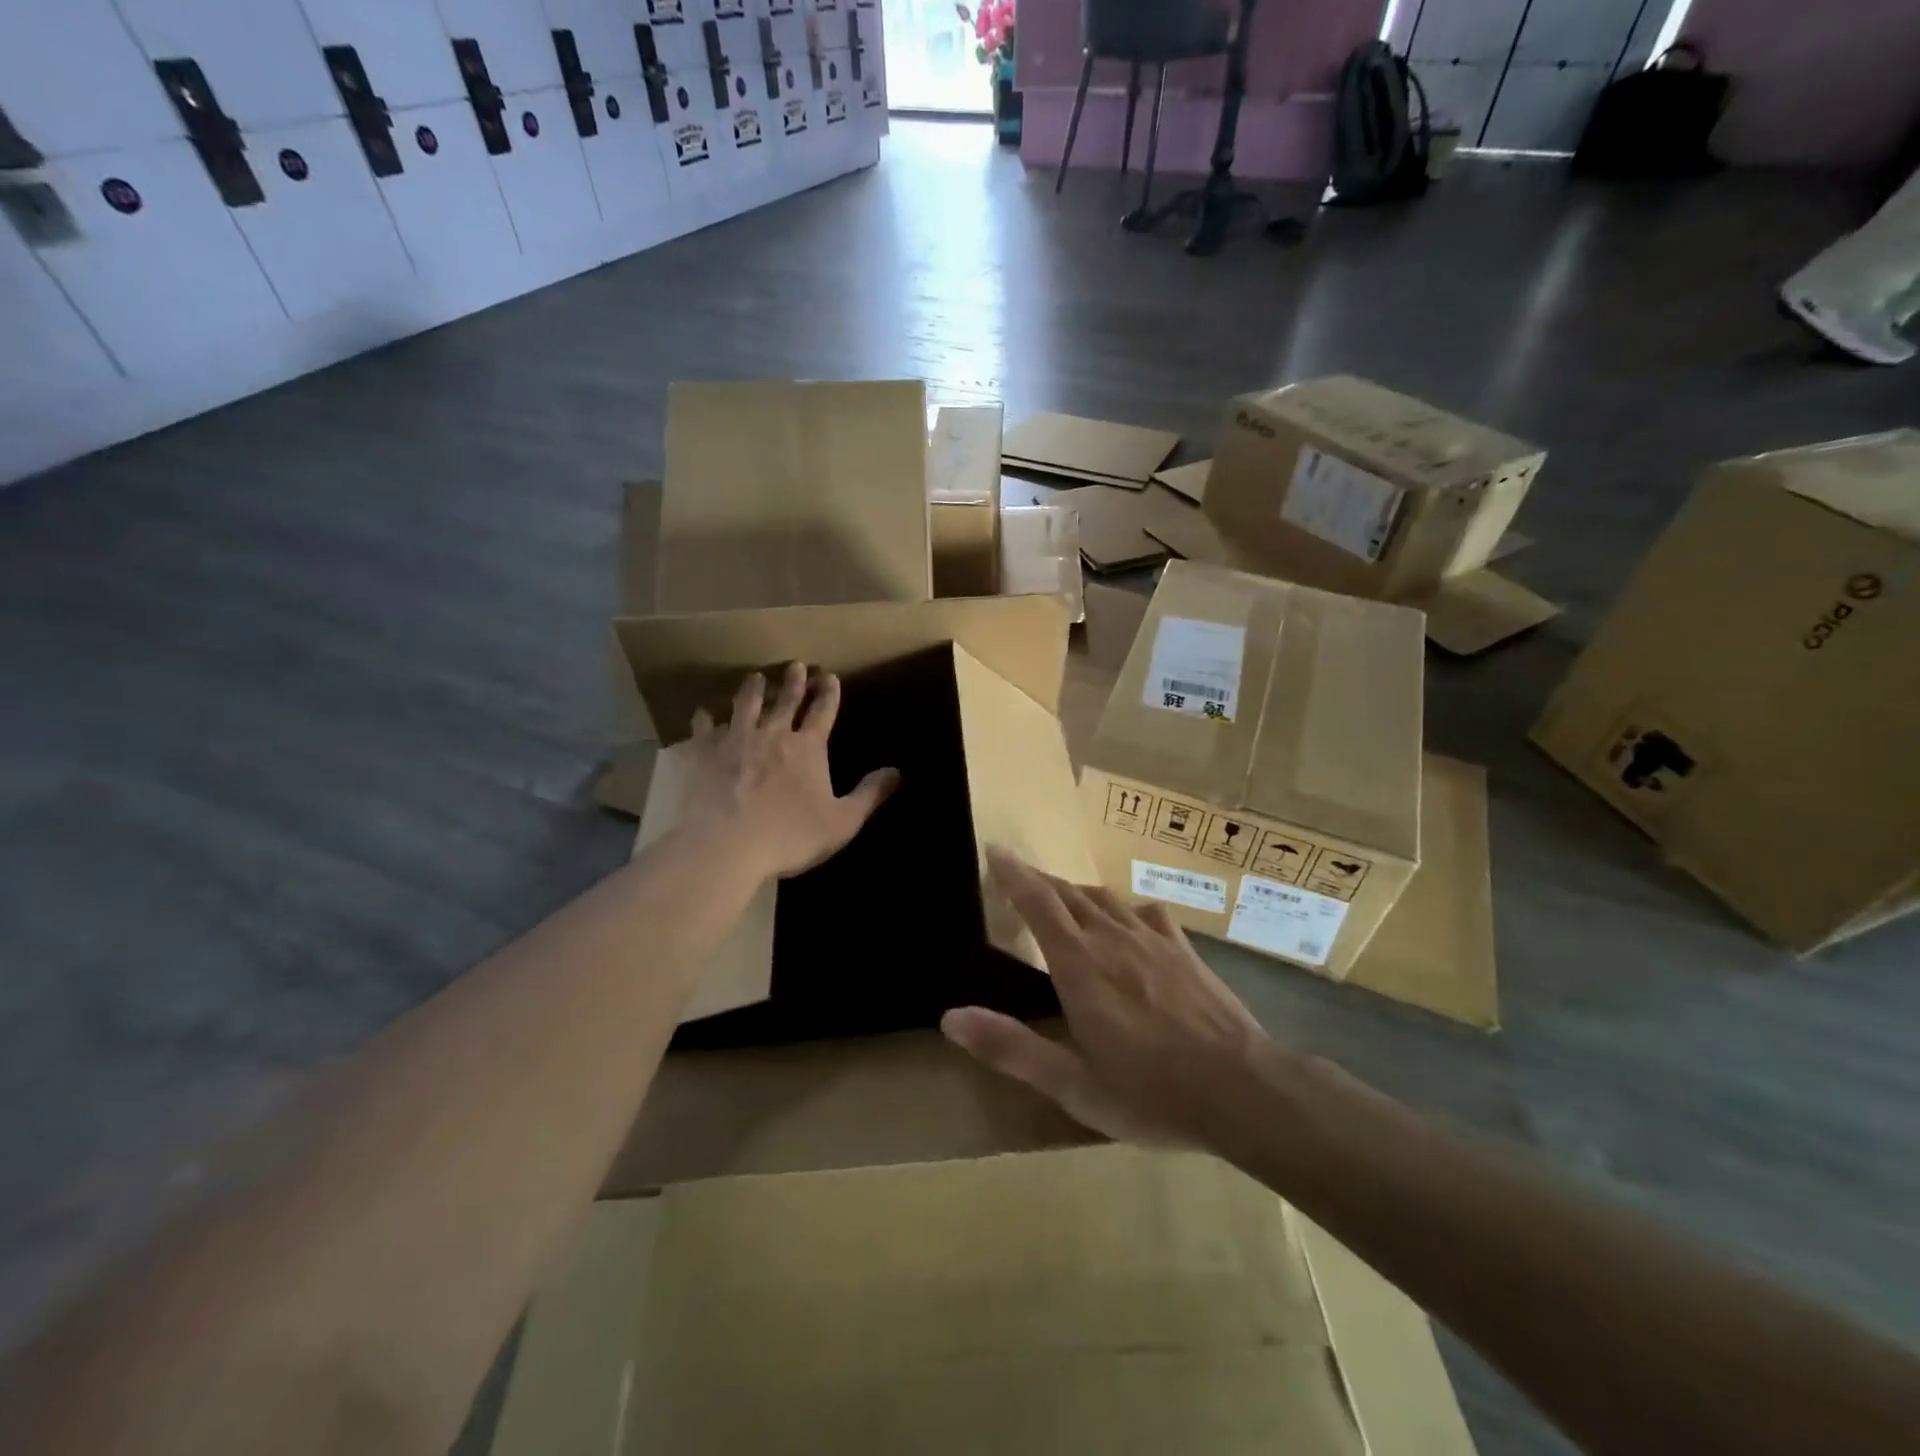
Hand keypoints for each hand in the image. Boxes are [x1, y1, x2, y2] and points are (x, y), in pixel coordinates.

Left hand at [680, 662, 899, 882]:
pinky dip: (706, 719)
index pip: (822, 711)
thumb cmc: (790, 835)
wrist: (726, 845)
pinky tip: (704, 713)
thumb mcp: (842, 822)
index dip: (828, 693)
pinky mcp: (703, 753)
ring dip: (753, 689)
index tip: (830, 676)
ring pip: (746, 705)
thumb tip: (897, 771)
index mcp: (807, 748)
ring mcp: (735, 740)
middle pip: (785, 700)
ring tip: (755, 677)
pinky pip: (704, 729)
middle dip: (794, 681)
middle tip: (796, 665)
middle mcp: (772, 734)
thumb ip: (869, 794)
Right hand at [942, 848, 1270, 1148]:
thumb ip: (1011, 1047)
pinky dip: (1124, 907)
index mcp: (1079, 965)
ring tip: (1062, 892)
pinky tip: (1127, 917)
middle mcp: (1111, 938)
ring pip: (1104, 897)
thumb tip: (950, 1018)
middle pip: (1068, 892)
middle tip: (1018, 871)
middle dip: (1039, 878)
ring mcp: (1152, 939)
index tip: (996, 850)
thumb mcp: (1072, 1083)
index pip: (1038, 903)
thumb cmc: (1150, 1092)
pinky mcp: (1183, 949)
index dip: (1014, 874)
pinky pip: (1146, 912)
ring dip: (1076, 888)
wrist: (1242, 1088)